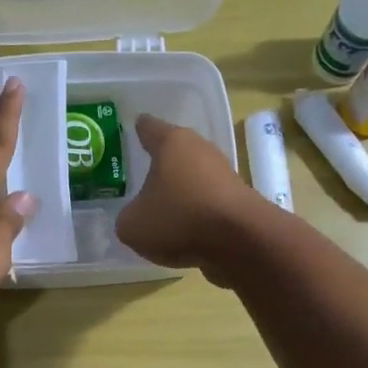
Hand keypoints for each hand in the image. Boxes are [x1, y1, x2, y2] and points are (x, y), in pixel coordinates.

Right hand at [116, 114, 265, 284]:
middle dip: (160, 164)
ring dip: (180, 190)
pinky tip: (184, 230)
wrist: (241, 240)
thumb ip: (127, 217)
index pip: (149, 127)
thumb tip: (134, 218)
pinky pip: (207, 202)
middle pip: (175, 152)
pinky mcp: (238, 200)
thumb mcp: (132, 225)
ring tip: (161, 209)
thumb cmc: (179, 219)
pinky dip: (196, 213)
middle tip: (141, 176)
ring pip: (193, 178)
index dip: (139, 128)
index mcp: (172, 143)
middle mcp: (200, 150)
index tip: (133, 127)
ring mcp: (223, 174)